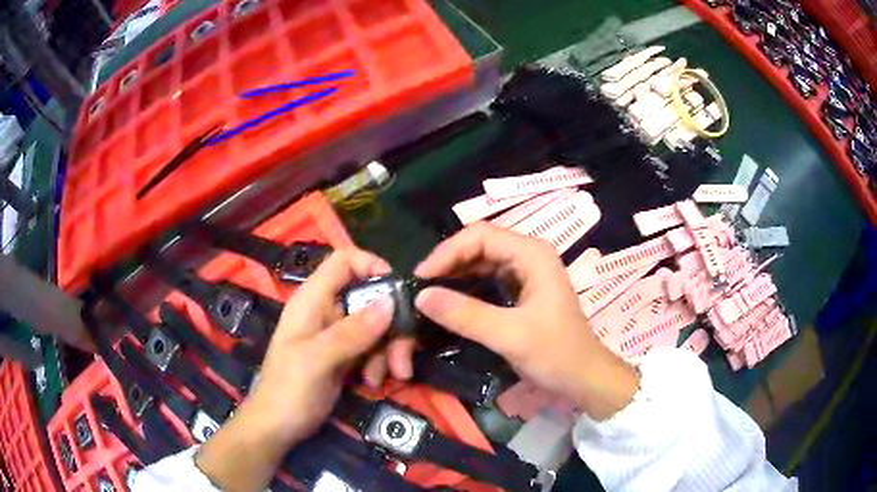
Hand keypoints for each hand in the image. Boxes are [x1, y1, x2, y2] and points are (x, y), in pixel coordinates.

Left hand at [196, 248, 397, 491]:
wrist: (277, 428)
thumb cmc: (288, 391)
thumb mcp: (317, 361)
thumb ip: (352, 332)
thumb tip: (390, 302)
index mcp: (312, 300)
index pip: (344, 261)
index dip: (372, 265)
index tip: (397, 292)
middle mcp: (326, 310)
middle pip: (370, 297)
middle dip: (391, 325)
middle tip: (403, 356)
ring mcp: (337, 334)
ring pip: (377, 325)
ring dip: (388, 350)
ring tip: (386, 378)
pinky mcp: (345, 355)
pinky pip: (373, 347)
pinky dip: (380, 363)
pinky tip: (374, 383)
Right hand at [413, 223, 638, 419]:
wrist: (584, 378)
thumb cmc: (556, 354)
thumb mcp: (509, 335)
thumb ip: (465, 315)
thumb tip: (420, 296)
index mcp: (532, 254)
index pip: (480, 236)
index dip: (447, 252)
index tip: (421, 277)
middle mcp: (529, 255)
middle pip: (479, 244)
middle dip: (449, 262)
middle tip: (421, 287)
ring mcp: (527, 272)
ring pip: (482, 261)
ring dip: (455, 274)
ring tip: (429, 293)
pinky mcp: (523, 290)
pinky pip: (488, 279)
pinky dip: (467, 286)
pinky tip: (450, 301)